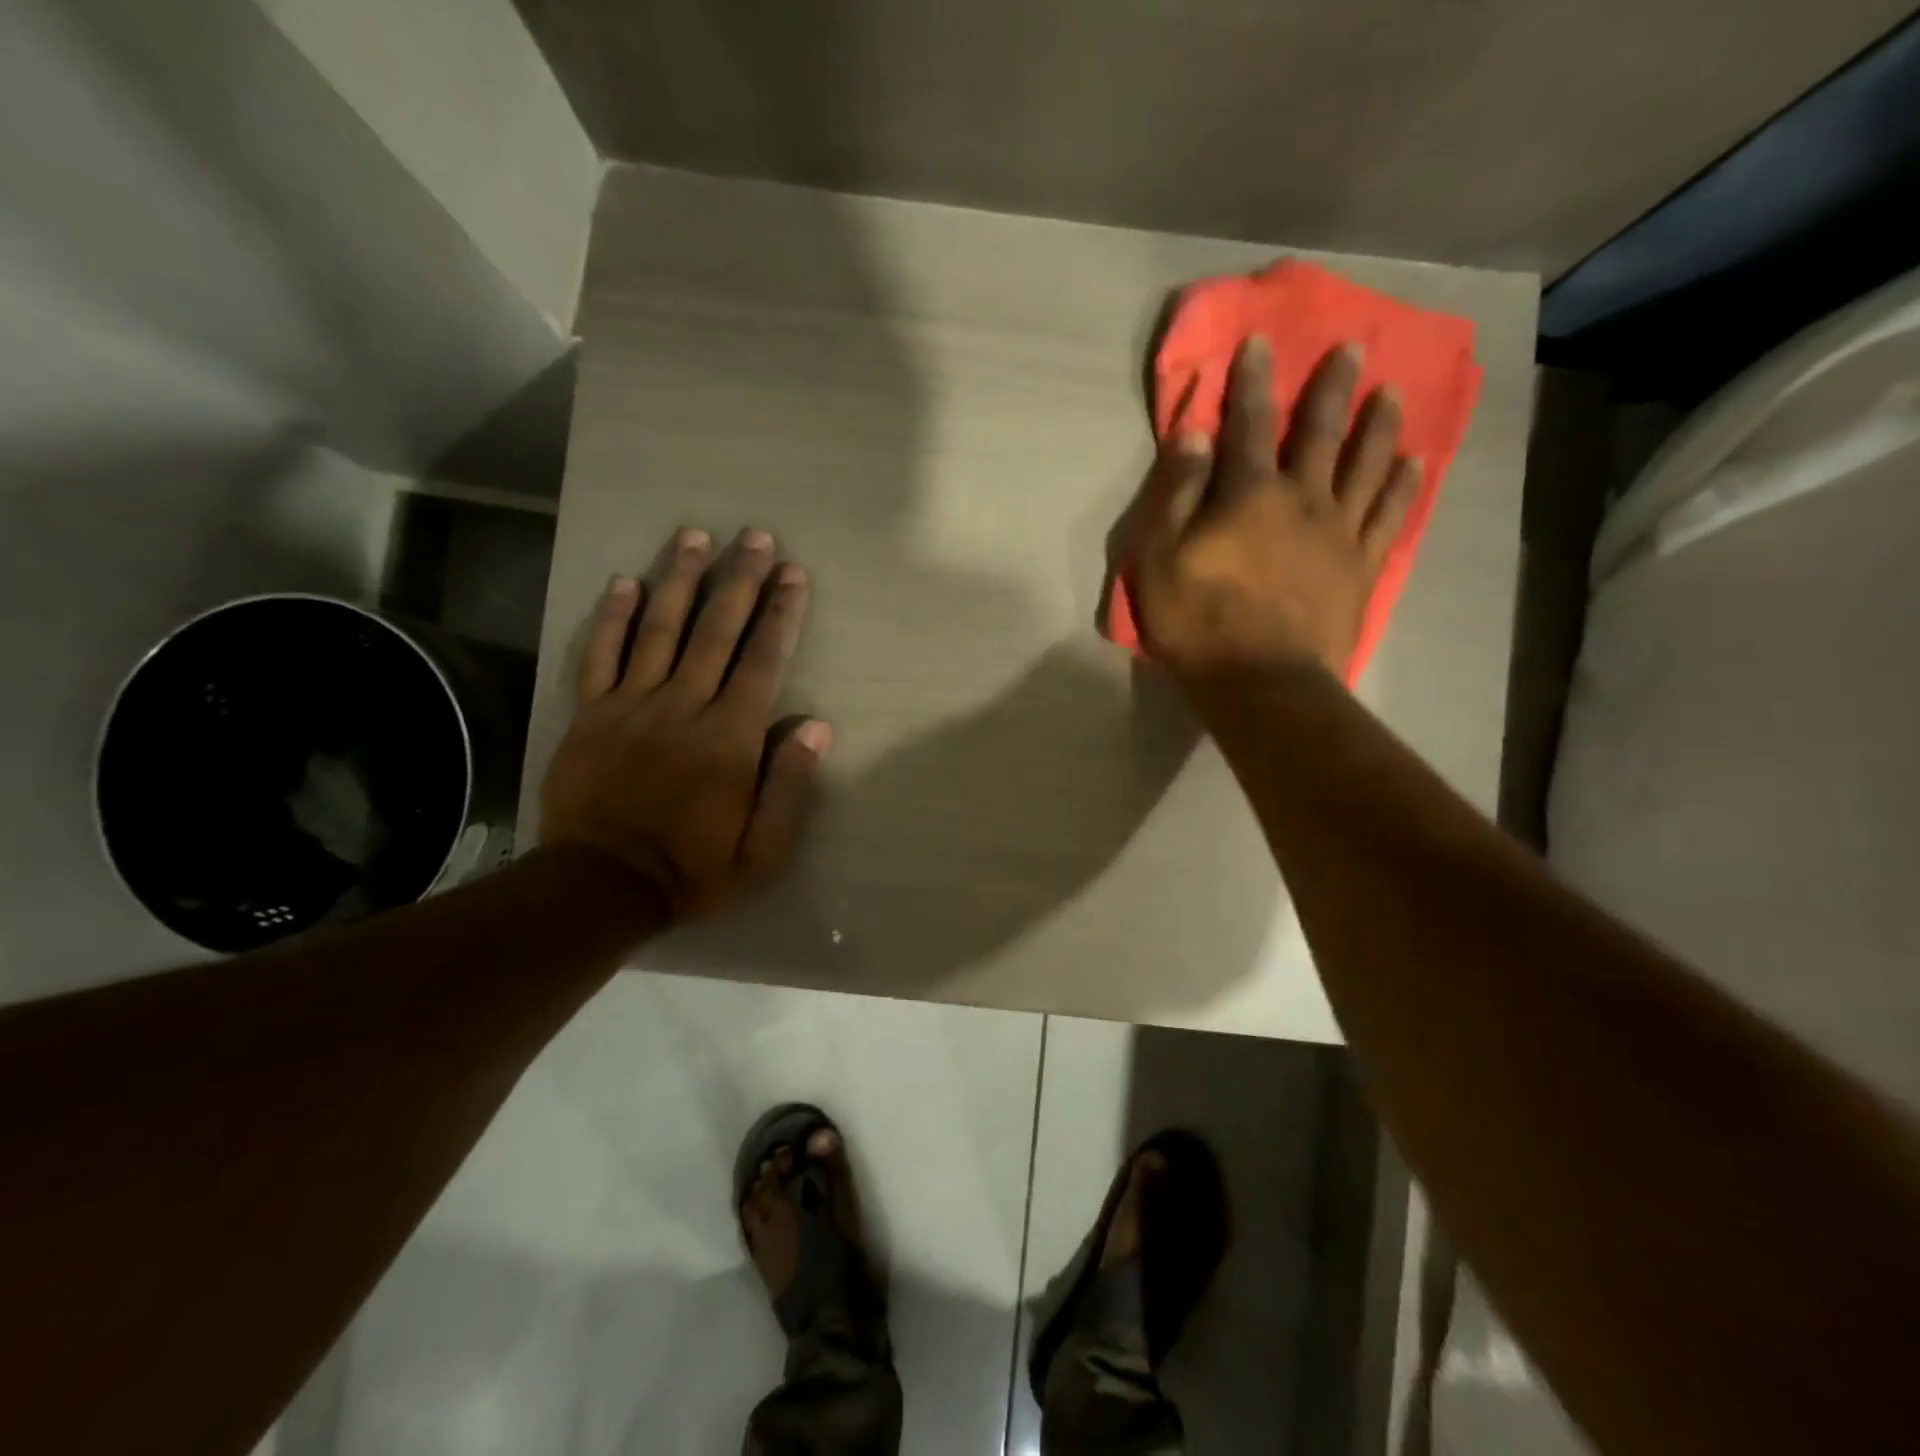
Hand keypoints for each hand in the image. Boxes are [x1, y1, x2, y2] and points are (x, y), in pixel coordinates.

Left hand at [539, 527, 828, 921]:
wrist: (600, 886)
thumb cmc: (693, 869)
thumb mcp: (762, 850)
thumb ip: (791, 787)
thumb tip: (816, 726)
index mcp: (730, 738)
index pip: (762, 660)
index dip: (781, 613)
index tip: (793, 574)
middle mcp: (683, 706)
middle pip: (715, 630)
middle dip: (740, 579)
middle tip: (755, 535)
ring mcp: (631, 705)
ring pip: (659, 628)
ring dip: (680, 578)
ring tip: (696, 536)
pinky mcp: (589, 714)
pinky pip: (600, 654)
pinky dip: (612, 616)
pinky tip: (625, 581)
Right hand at [1124, 336, 1417, 683]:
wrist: (1261, 684)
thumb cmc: (1198, 623)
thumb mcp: (1160, 559)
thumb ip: (1177, 493)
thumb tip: (1194, 432)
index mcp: (1249, 494)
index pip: (1249, 424)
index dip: (1251, 381)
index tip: (1259, 342)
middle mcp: (1303, 499)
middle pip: (1321, 432)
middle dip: (1332, 387)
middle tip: (1353, 348)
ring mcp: (1340, 533)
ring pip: (1367, 465)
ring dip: (1379, 425)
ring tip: (1393, 393)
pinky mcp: (1362, 568)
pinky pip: (1389, 516)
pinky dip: (1405, 486)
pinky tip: (1416, 463)